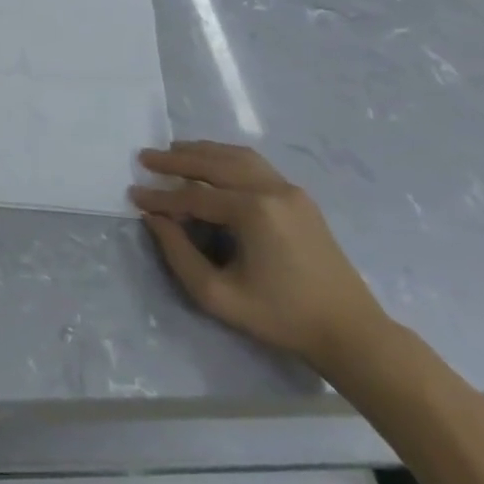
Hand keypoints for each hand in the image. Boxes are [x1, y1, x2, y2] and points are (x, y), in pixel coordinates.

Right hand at [130, 141, 391, 377]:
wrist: (350, 331)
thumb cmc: (281, 317)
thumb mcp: (219, 295)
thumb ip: (179, 254)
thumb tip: (155, 219)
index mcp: (253, 212)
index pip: (194, 195)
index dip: (160, 196)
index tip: (133, 194)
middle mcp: (271, 189)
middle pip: (214, 163)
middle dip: (176, 159)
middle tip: (145, 157)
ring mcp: (290, 190)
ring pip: (237, 157)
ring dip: (202, 152)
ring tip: (173, 151)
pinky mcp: (300, 197)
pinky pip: (256, 165)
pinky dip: (227, 158)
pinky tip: (212, 162)